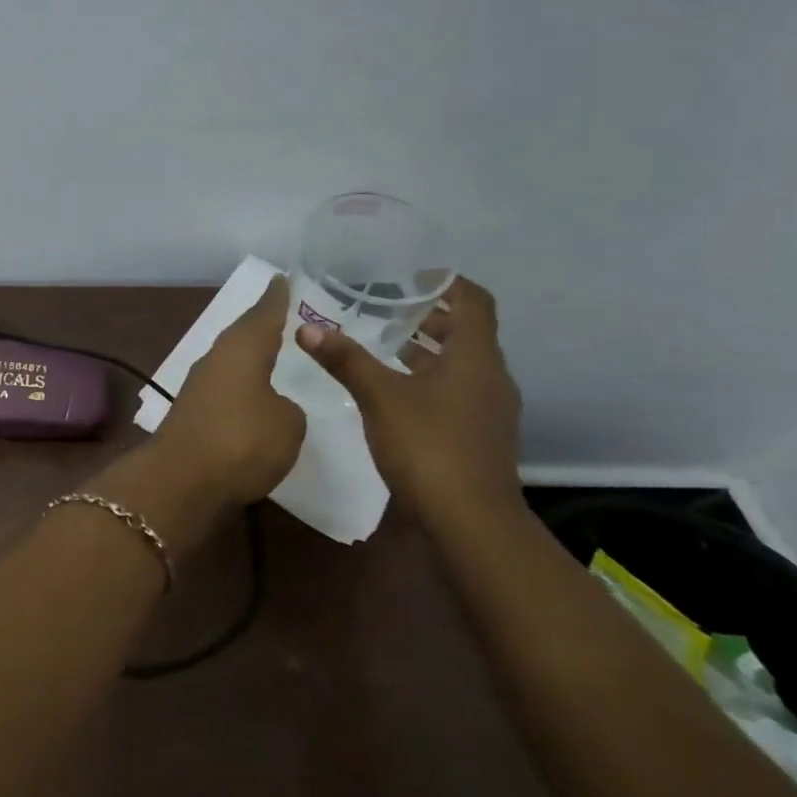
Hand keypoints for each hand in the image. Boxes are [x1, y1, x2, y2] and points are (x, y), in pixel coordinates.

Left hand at [154, 276, 306, 506]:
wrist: (181, 479)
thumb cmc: (241, 441)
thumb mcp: (287, 424)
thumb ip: (287, 408)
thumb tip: (273, 406)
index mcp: (242, 349)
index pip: (263, 315)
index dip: (276, 299)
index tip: (281, 279)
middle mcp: (215, 359)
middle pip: (242, 335)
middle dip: (260, 325)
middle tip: (279, 314)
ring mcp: (198, 386)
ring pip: (229, 361)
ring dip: (248, 357)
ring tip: (270, 353)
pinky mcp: (190, 414)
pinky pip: (223, 388)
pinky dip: (239, 385)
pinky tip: (249, 394)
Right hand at [298, 277, 521, 523]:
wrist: (469, 521)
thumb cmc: (428, 446)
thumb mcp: (379, 397)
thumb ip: (345, 360)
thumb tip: (306, 327)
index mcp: (475, 357)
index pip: (474, 301)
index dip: (448, 282)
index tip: (413, 275)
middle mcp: (490, 377)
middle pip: (467, 332)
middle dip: (430, 317)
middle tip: (388, 307)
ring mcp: (488, 410)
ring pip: (461, 365)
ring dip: (429, 351)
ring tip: (385, 345)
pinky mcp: (479, 436)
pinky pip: (457, 392)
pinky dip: (430, 380)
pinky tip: (396, 392)